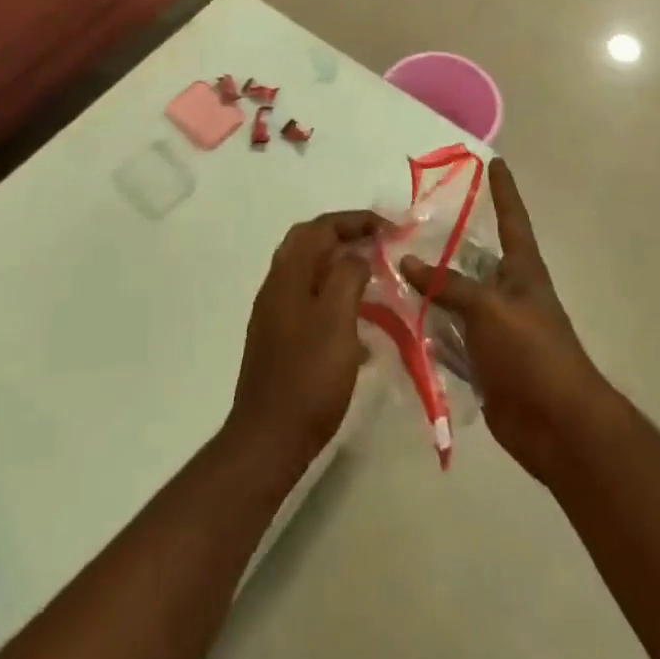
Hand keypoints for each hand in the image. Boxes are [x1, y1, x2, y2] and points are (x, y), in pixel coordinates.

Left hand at [229, 210, 384, 467]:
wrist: (269, 438)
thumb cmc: (309, 376)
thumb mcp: (337, 319)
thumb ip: (347, 276)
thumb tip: (356, 256)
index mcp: (288, 274)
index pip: (321, 227)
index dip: (356, 220)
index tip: (390, 228)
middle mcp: (276, 285)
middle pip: (310, 242)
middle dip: (345, 236)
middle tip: (379, 244)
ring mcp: (274, 312)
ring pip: (309, 272)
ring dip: (340, 266)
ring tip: (374, 278)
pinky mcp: (279, 338)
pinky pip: (310, 300)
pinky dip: (334, 297)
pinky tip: (359, 325)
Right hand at [400, 160, 608, 484]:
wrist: (557, 425)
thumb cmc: (532, 352)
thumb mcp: (488, 309)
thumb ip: (447, 285)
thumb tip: (407, 261)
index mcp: (522, 271)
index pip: (512, 219)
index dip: (503, 191)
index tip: (494, 162)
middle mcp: (508, 293)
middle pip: (474, 259)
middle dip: (448, 243)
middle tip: (410, 222)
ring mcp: (494, 329)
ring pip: (455, 299)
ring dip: (429, 289)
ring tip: (391, 266)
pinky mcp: (481, 361)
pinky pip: (448, 337)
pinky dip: (427, 330)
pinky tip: (397, 319)